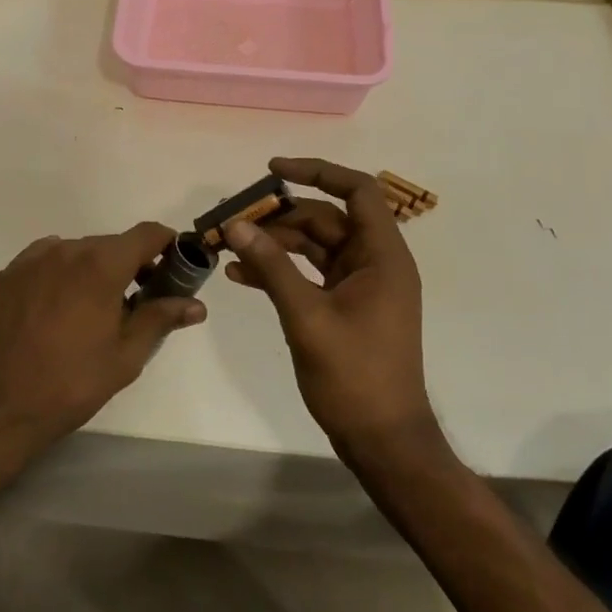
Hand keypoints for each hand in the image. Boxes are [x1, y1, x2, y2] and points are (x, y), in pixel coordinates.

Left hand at [0, 223, 206, 471]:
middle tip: (139, 302)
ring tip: (95, 312)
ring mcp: (32, 260)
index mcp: (101, 265)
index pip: (147, 234)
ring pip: (78, 252)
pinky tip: (59, 311)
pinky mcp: (8, 274)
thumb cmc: (70, 384)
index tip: (175, 268)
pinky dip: (63, 275)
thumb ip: (160, 319)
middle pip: (112, 244)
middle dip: (131, 265)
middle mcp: (67, 249)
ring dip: (95, 270)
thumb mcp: (125, 356)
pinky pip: (47, 262)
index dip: (167, 245)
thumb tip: (196, 304)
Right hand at [223, 157, 434, 451]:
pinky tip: (240, 276)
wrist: (382, 441)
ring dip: (273, 244)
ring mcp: (360, 285)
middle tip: (235, 220)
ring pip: (313, 246)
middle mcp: (375, 262)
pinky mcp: (344, 305)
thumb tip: (236, 224)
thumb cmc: (354, 376)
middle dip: (279, 216)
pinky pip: (309, 274)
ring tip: (228, 247)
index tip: (273, 170)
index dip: (317, 172)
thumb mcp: (306, 316)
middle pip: (326, 219)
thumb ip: (272, 266)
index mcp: (383, 256)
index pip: (357, 191)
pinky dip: (279, 271)